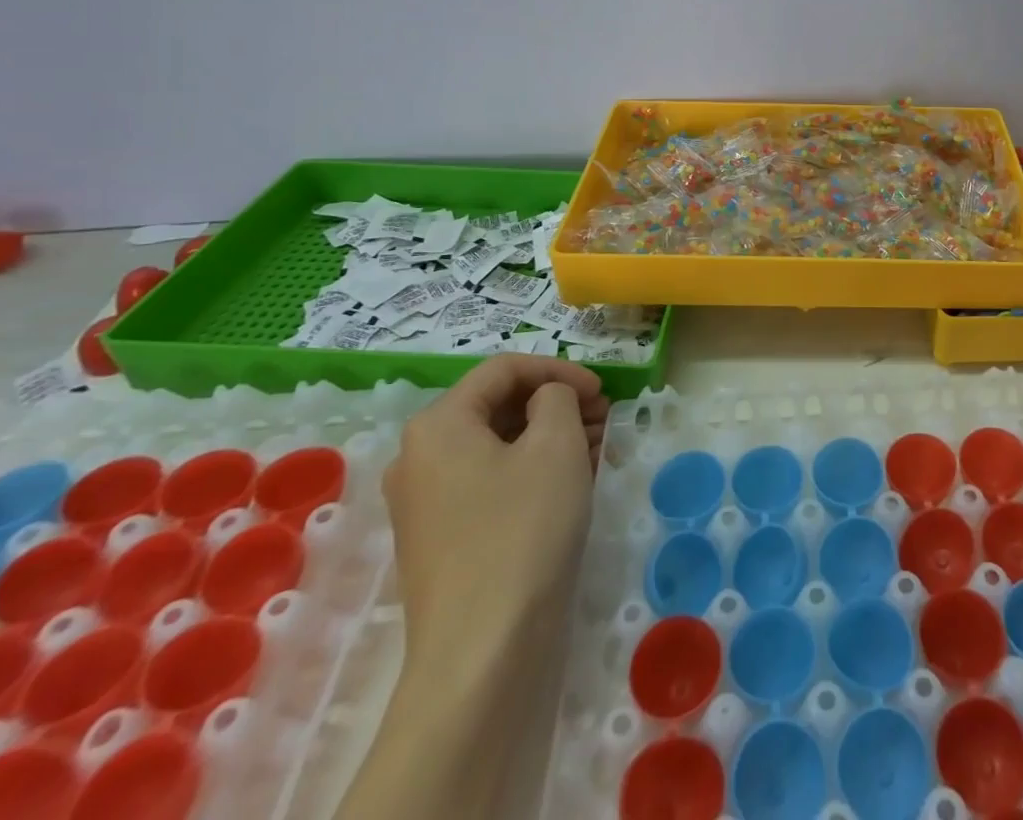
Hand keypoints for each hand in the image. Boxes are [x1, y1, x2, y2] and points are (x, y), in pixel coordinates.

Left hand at [382, 355, 609, 685]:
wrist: (481, 654)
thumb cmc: (522, 530)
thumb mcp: (556, 444)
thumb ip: (557, 397)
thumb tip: (548, 399)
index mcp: (439, 424)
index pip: (504, 369)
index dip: (558, 369)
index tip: (601, 390)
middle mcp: (419, 457)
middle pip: (497, 406)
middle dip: (555, 403)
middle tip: (604, 417)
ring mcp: (424, 503)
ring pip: (496, 446)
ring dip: (548, 436)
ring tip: (597, 447)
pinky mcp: (439, 540)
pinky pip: (488, 482)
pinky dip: (530, 470)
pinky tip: (570, 482)